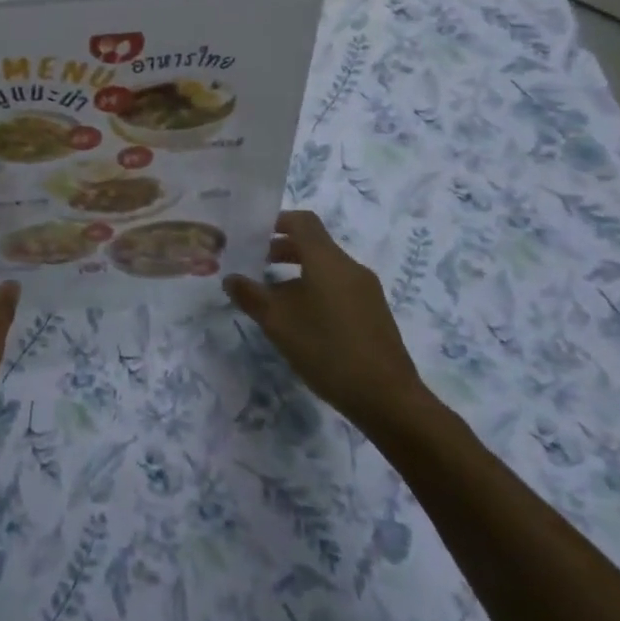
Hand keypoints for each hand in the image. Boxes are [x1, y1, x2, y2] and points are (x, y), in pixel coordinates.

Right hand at [223, 210, 429, 432]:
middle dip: (282, 249)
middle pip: (314, 244)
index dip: (277, 221)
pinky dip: (316, 290)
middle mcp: (350, 267)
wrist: (388, 398)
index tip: (253, 234)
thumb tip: (231, 278)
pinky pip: (339, 287)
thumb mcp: (278, 323)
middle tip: (255, 264)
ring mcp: (366, 291)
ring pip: (326, 268)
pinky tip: (302, 321)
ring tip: (274, 298)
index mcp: (327, 260)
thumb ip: (251, 296)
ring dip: (297, 273)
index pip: (303, 221)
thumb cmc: (327, 350)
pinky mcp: (374, 313)